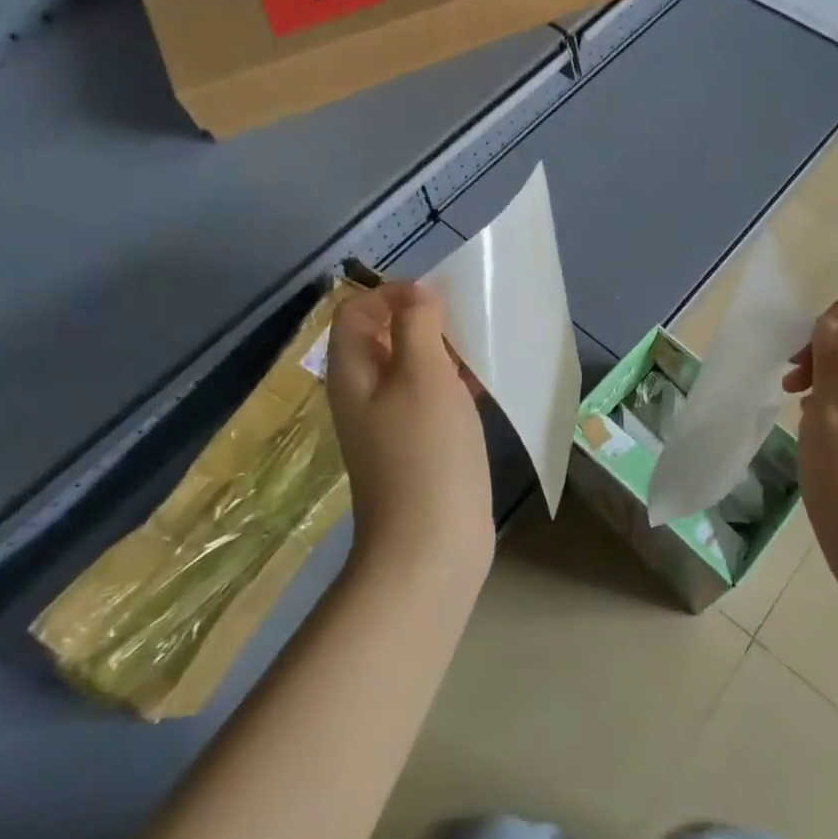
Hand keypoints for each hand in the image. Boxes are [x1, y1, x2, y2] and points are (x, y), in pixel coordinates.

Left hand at [326, 283, 492, 581]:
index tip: (438, 299)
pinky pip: (431, 397)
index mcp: (352, 372)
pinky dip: (454, 383)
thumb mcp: (422, 375)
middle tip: (466, 323)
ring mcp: (390, 422)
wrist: (431, 544)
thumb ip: (416, 325)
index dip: (392, 293)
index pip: (357, 310)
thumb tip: (416, 295)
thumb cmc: (426, 451)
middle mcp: (364, 393)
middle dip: (424, 320)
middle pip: (385, 336)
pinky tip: (485, 386)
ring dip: (444, 351)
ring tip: (482, 350)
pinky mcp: (418, 445)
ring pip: (413, 367)